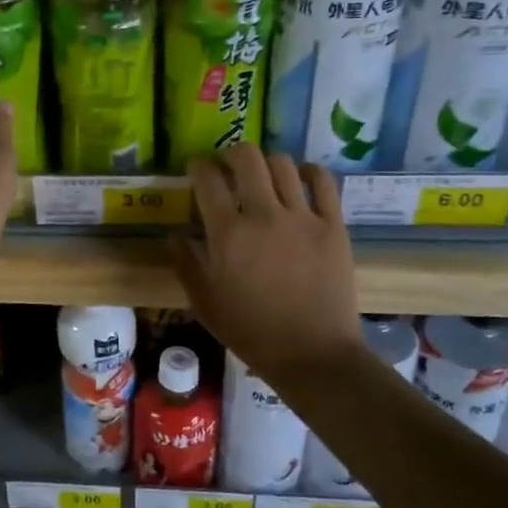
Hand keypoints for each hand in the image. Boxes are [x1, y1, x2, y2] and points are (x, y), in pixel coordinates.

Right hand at [170, 146, 362, 381]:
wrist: (311, 354)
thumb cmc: (250, 331)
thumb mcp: (204, 302)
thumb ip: (186, 263)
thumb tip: (174, 234)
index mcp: (227, 233)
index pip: (207, 178)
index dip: (197, 166)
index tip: (196, 169)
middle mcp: (263, 214)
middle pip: (247, 157)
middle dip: (231, 154)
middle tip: (228, 167)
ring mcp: (302, 217)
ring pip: (283, 164)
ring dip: (267, 162)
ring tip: (263, 176)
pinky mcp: (333, 225)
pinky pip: (323, 182)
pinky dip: (308, 172)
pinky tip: (300, 179)